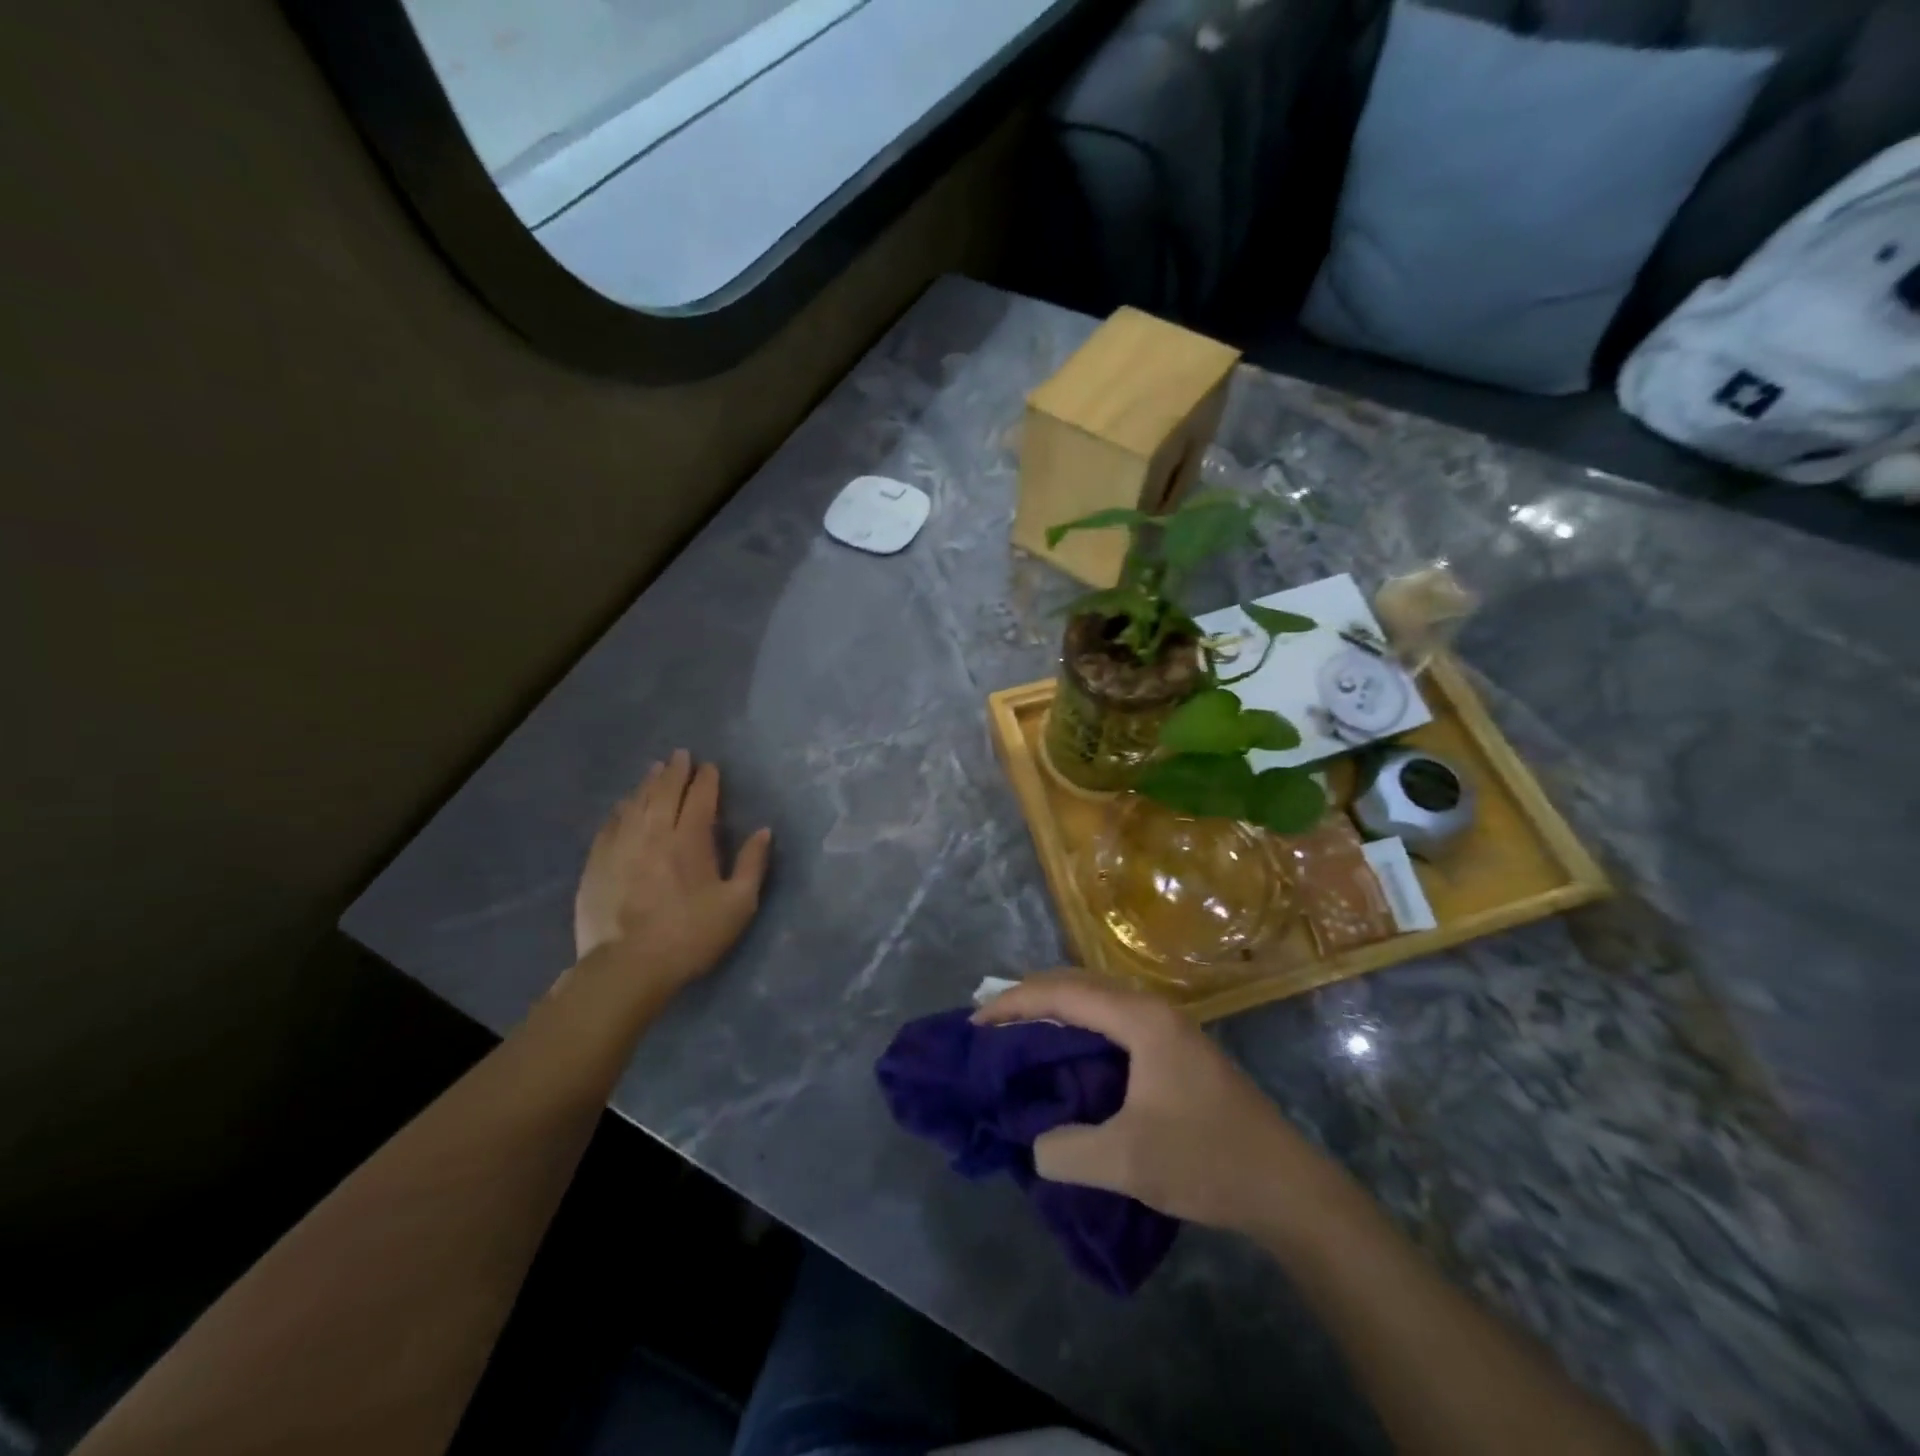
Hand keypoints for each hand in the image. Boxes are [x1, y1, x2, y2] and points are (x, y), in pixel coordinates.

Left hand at [574, 750, 772, 988]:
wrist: (627, 968)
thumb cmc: (691, 936)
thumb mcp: (738, 905)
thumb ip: (753, 864)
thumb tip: (763, 831)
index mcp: (690, 840)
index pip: (700, 798)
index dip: (706, 780)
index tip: (710, 767)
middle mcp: (654, 833)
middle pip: (664, 792)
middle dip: (675, 771)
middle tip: (681, 755)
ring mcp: (621, 846)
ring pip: (636, 803)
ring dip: (648, 783)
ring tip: (656, 770)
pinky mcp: (597, 863)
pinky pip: (611, 824)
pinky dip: (622, 809)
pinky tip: (624, 805)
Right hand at [975, 970, 1307, 1232]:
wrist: (1287, 1188)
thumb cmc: (1207, 1161)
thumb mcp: (1126, 1161)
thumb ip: (1064, 1149)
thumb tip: (1036, 1141)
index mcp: (1140, 1018)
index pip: (1062, 993)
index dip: (1014, 1004)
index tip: (975, 1024)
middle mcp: (1152, 1009)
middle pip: (1078, 984)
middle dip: (1030, 998)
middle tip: (990, 1024)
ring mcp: (1167, 1027)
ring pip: (1096, 1000)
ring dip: (1055, 1011)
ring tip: (1018, 1035)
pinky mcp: (1174, 1050)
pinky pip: (1111, 1021)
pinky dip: (1078, 1028)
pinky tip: (1065, 1057)